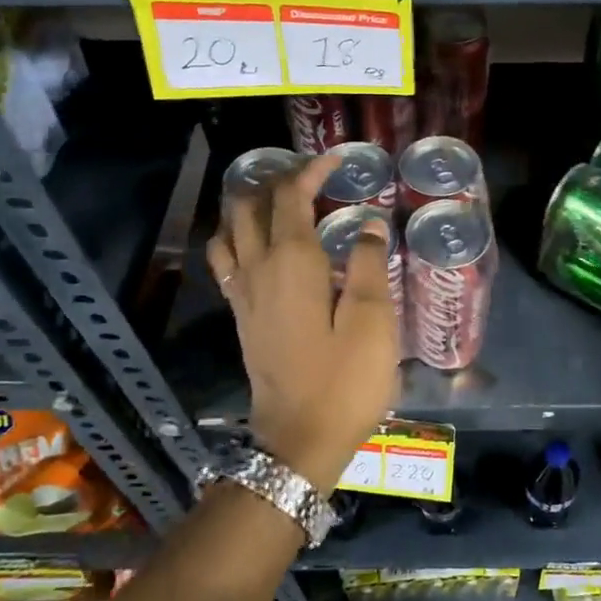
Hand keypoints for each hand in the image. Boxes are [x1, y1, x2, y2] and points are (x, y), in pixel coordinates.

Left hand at [206, 156, 399, 488]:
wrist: (297, 441)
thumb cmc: (344, 381)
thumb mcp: (373, 322)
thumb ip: (371, 265)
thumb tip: (368, 225)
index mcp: (291, 262)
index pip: (290, 196)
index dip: (311, 170)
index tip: (338, 159)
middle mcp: (257, 268)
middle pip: (249, 205)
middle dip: (276, 179)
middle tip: (311, 177)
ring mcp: (242, 294)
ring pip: (229, 230)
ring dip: (249, 205)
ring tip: (281, 201)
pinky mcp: (241, 316)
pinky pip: (227, 260)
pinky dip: (239, 237)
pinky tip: (261, 246)